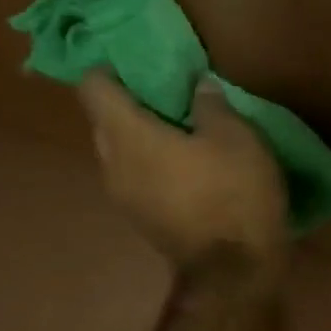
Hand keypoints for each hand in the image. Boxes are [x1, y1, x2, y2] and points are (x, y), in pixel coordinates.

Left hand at [79, 71, 286, 265]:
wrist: (235, 268)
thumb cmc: (234, 192)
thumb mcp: (236, 137)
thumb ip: (211, 105)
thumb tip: (198, 86)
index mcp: (127, 135)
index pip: (94, 86)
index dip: (113, 68)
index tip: (142, 62)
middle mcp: (112, 163)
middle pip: (105, 120)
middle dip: (132, 104)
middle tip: (171, 95)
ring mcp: (123, 197)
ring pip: (121, 152)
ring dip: (145, 138)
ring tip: (184, 133)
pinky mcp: (143, 220)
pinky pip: (138, 178)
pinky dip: (154, 165)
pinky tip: (190, 169)